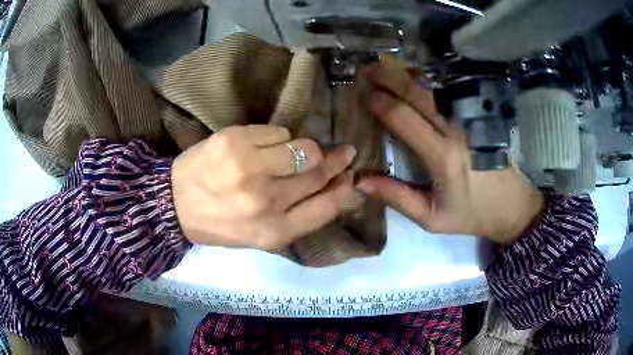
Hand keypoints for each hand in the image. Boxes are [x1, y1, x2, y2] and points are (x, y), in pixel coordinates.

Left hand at [171, 125, 356, 249]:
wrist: (175, 203)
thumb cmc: (221, 223)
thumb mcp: (262, 234)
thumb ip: (301, 214)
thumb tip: (339, 187)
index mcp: (274, 231)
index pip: (327, 206)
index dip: (345, 189)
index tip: (352, 177)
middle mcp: (266, 200)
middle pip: (318, 171)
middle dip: (336, 160)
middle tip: (343, 152)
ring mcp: (249, 167)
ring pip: (303, 147)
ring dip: (303, 149)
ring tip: (289, 154)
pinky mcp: (234, 140)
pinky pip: (278, 131)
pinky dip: (277, 138)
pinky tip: (261, 148)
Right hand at [357, 60, 543, 243]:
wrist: (512, 206)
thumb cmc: (471, 214)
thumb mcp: (432, 218)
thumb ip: (397, 198)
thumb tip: (360, 182)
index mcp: (442, 157)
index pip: (405, 119)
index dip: (382, 103)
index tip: (365, 96)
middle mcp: (456, 131)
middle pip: (418, 94)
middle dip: (389, 77)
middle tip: (367, 69)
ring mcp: (470, 120)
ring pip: (435, 88)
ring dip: (408, 75)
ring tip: (386, 67)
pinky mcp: (479, 117)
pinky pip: (451, 93)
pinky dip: (430, 81)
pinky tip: (416, 77)